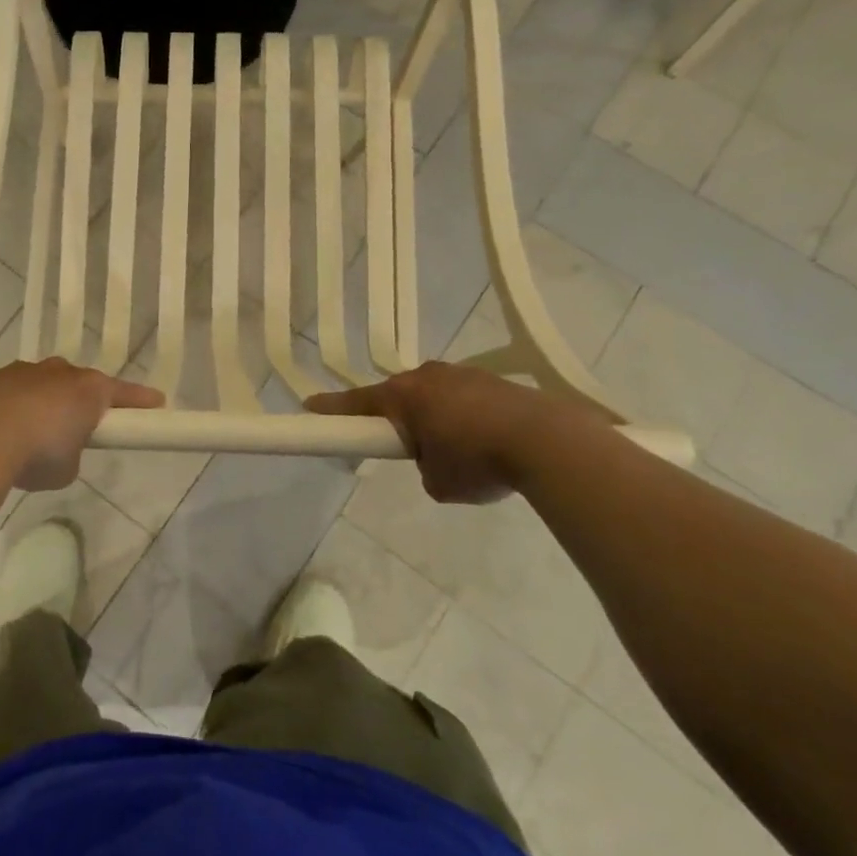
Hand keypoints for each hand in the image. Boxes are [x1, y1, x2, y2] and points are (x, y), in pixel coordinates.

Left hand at [0, 359, 164, 490]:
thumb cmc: (38, 453)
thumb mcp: (67, 468)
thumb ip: (72, 454)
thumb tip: (59, 450)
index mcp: (88, 389)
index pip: (123, 392)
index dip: (140, 401)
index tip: (157, 403)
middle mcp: (57, 371)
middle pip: (76, 383)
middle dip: (77, 402)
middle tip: (75, 428)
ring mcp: (21, 371)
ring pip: (39, 383)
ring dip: (39, 403)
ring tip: (27, 434)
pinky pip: (6, 391)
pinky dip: (7, 407)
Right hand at [307, 364, 586, 503]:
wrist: (547, 441)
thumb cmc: (477, 461)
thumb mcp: (437, 483)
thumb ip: (423, 468)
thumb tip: (435, 460)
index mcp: (402, 396)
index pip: (355, 403)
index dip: (330, 409)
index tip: (309, 407)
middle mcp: (426, 376)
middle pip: (398, 397)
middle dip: (399, 421)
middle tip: (411, 450)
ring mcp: (462, 373)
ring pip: (434, 396)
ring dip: (437, 419)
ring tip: (463, 453)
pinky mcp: (493, 379)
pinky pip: (465, 398)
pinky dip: (467, 418)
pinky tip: (489, 443)